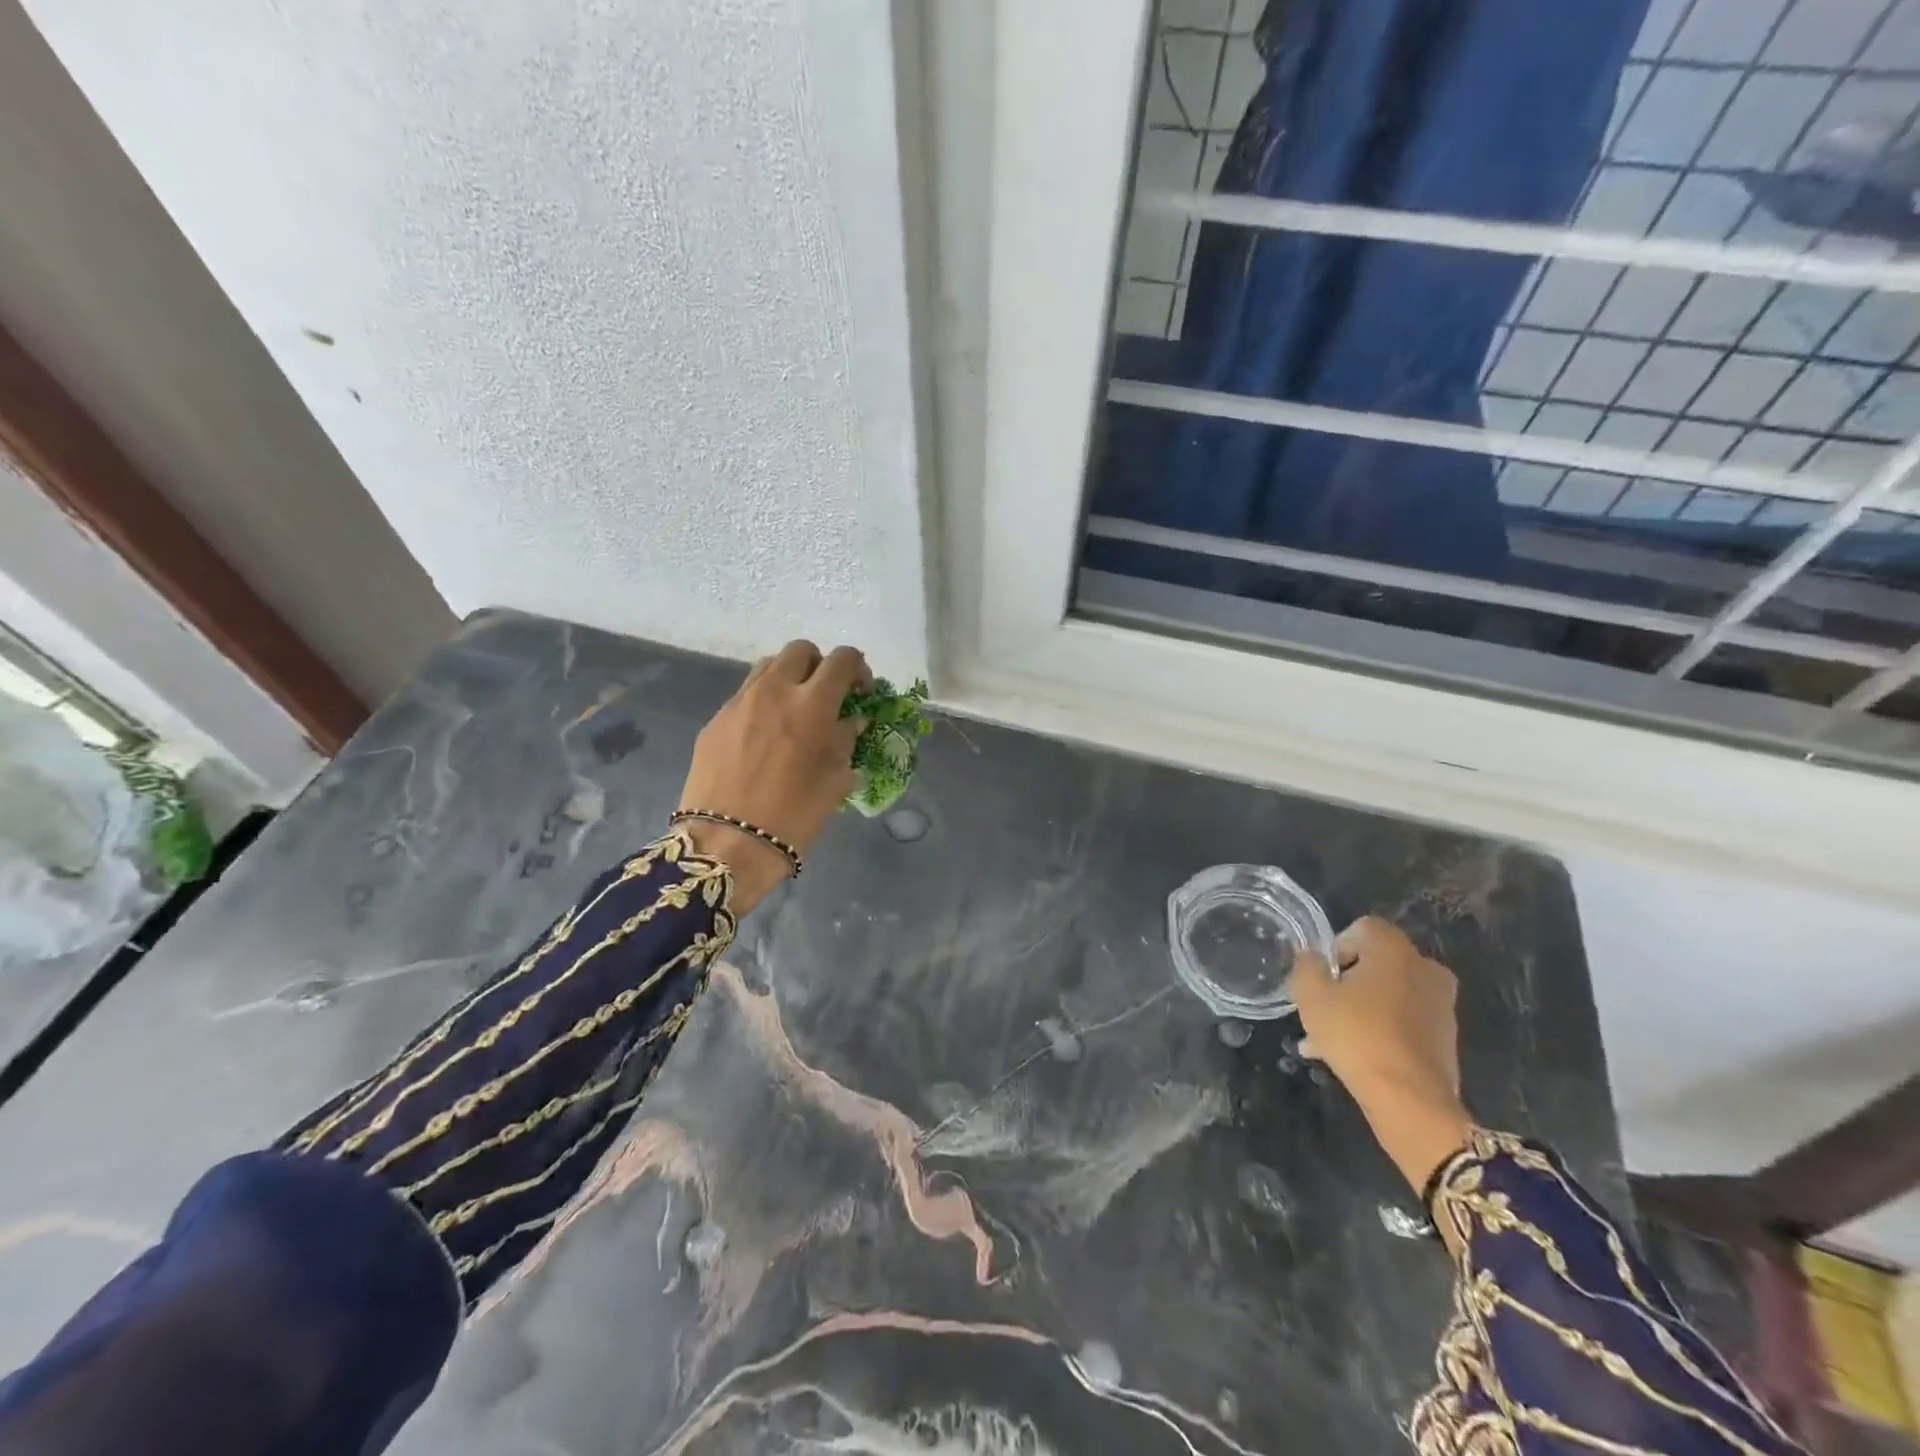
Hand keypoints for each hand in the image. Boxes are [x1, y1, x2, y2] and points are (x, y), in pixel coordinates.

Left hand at [676, 640, 868, 912]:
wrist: (727, 844)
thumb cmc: (794, 815)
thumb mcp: (835, 780)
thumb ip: (846, 741)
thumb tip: (850, 721)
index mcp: (812, 704)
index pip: (843, 659)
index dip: (858, 669)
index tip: (861, 692)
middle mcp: (774, 691)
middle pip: (801, 650)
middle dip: (819, 665)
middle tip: (826, 695)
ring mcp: (739, 703)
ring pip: (768, 667)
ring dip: (788, 678)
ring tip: (793, 710)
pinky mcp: (715, 721)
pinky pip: (744, 697)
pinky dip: (762, 705)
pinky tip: (764, 738)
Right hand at [1290, 917, 1473, 1197]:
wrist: (1410, 1100)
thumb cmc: (1356, 1035)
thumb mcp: (1311, 996)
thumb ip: (1306, 966)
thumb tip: (1312, 957)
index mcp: (1396, 950)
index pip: (1363, 927)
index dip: (1337, 947)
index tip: (1323, 976)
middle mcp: (1426, 969)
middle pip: (1377, 963)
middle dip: (1348, 981)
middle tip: (1324, 1007)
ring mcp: (1441, 1005)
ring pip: (1389, 995)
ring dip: (1361, 1008)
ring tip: (1329, 1039)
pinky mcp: (1446, 1038)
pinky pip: (1404, 1022)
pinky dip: (1381, 1030)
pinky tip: (1353, 1055)